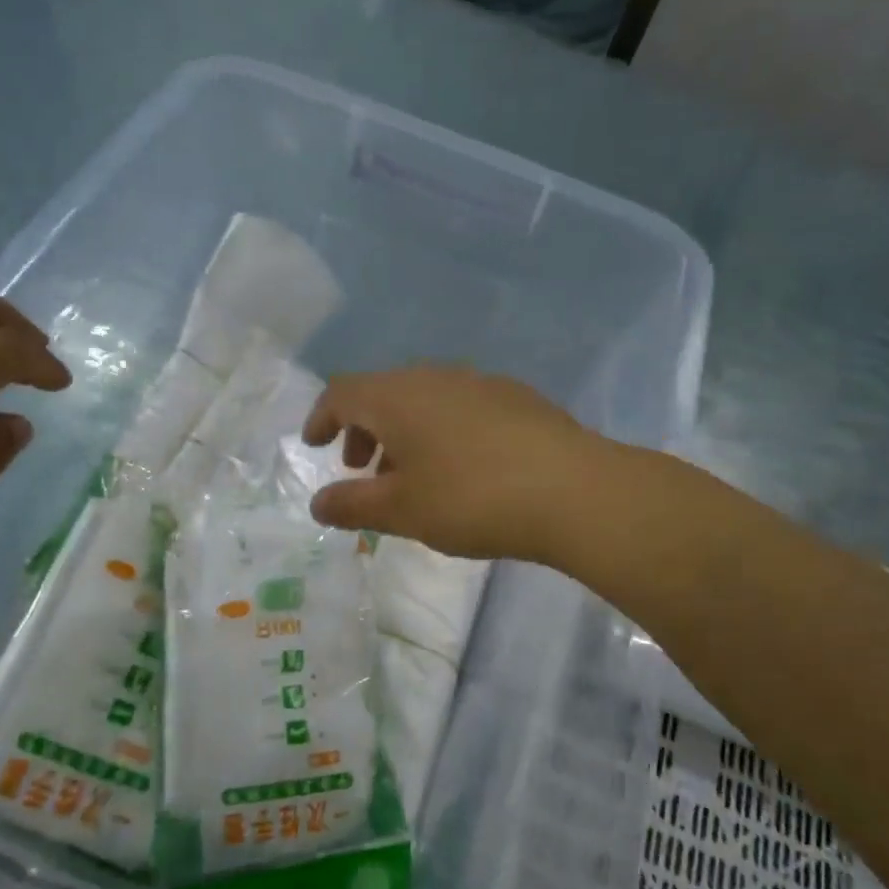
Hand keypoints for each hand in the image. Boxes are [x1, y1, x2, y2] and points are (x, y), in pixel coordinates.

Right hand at [301, 366, 599, 561]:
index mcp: (397, 397)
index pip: (342, 392)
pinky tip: (462, 468)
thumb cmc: (472, 499)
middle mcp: (434, 377)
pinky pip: (459, 406)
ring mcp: (479, 382)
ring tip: (412, 476)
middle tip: (362, 470)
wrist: (573, 491)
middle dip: (363, 430)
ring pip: (423, 400)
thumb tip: (318, 503)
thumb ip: (352, 505)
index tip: (315, 445)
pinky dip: (440, 431)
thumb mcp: (402, 511)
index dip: (321, 417)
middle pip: (383, 393)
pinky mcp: (515, 397)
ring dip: (403, 433)